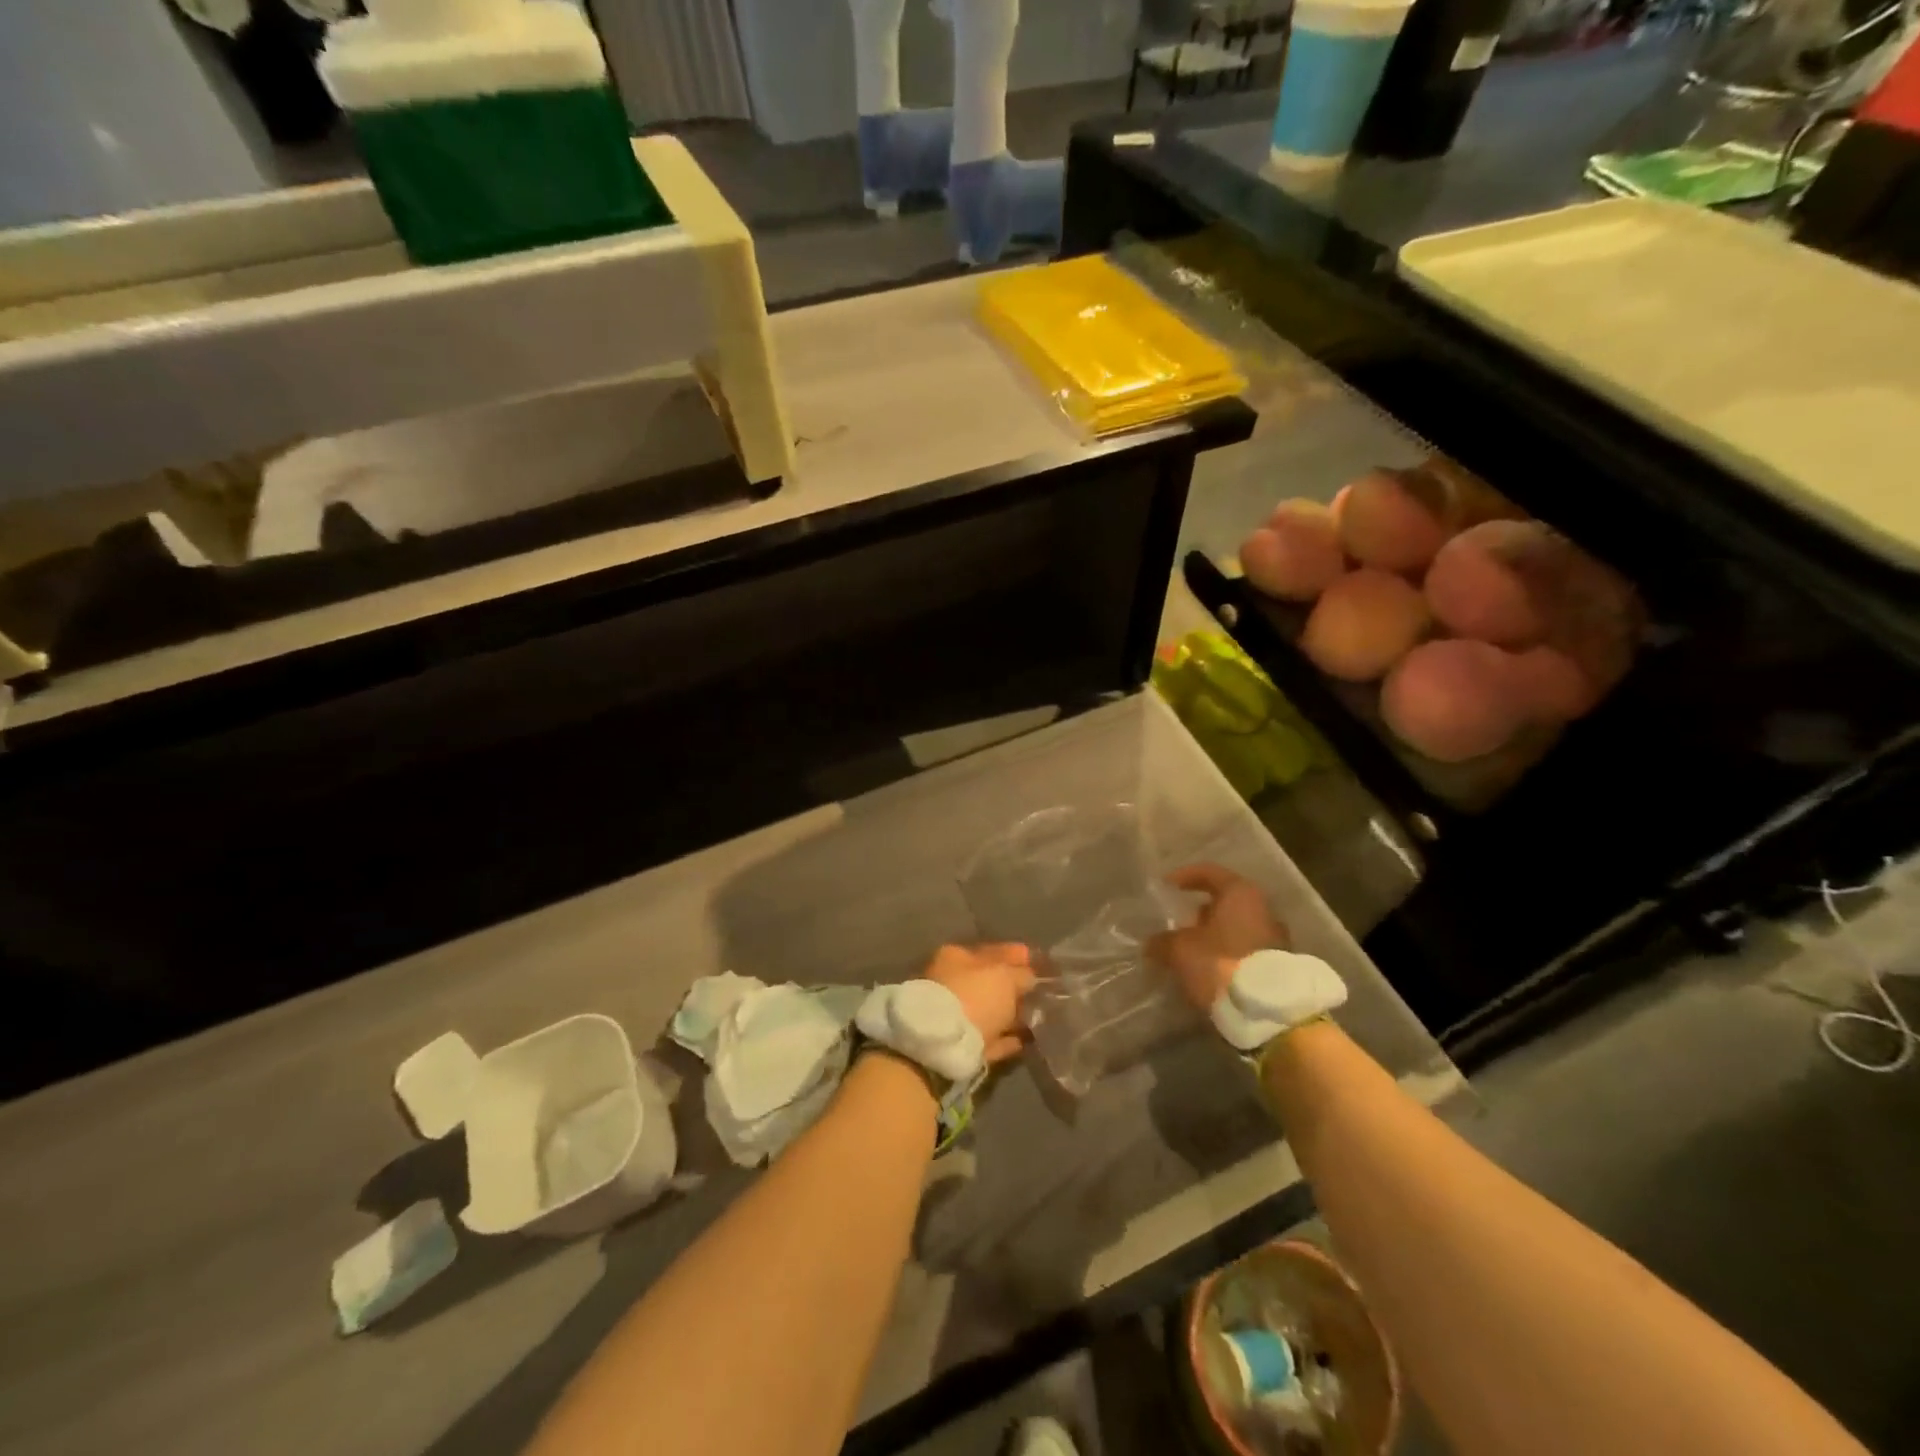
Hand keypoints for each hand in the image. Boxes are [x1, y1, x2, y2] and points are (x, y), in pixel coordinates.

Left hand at [924, 943, 1036, 1062]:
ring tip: (1034, 1017)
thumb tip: (1028, 976)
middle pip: (988, 982)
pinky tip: (1022, 1041)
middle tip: (1037, 991)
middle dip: (1012, 987)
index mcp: (956, 957)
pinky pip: (988, 1038)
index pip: (990, 952)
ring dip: (1009, 1014)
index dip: (1014, 955)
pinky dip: (1004, 1039)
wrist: (946, 1044)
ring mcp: (953, 1015)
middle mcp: (950, 983)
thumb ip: (1020, 974)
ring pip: (988, 1011)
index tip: (1034, 960)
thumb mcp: (1005, 976)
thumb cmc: (975, 996)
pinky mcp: (959, 1046)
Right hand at [1149, 863, 1288, 1011]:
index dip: (1184, 877)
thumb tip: (1153, 944)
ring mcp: (1275, 939)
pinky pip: (1245, 952)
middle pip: (1226, 902)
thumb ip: (1163, 942)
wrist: (1268, 1012)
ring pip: (1236, 929)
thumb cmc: (1221, 963)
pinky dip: (1226, 956)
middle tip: (1177, 925)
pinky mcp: (1278, 967)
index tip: (1166, 887)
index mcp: (1240, 894)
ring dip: (1213, 937)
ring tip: (1189, 953)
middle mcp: (1263, 910)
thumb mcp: (1179, 950)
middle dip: (1200, 913)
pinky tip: (1207, 972)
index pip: (1209, 872)